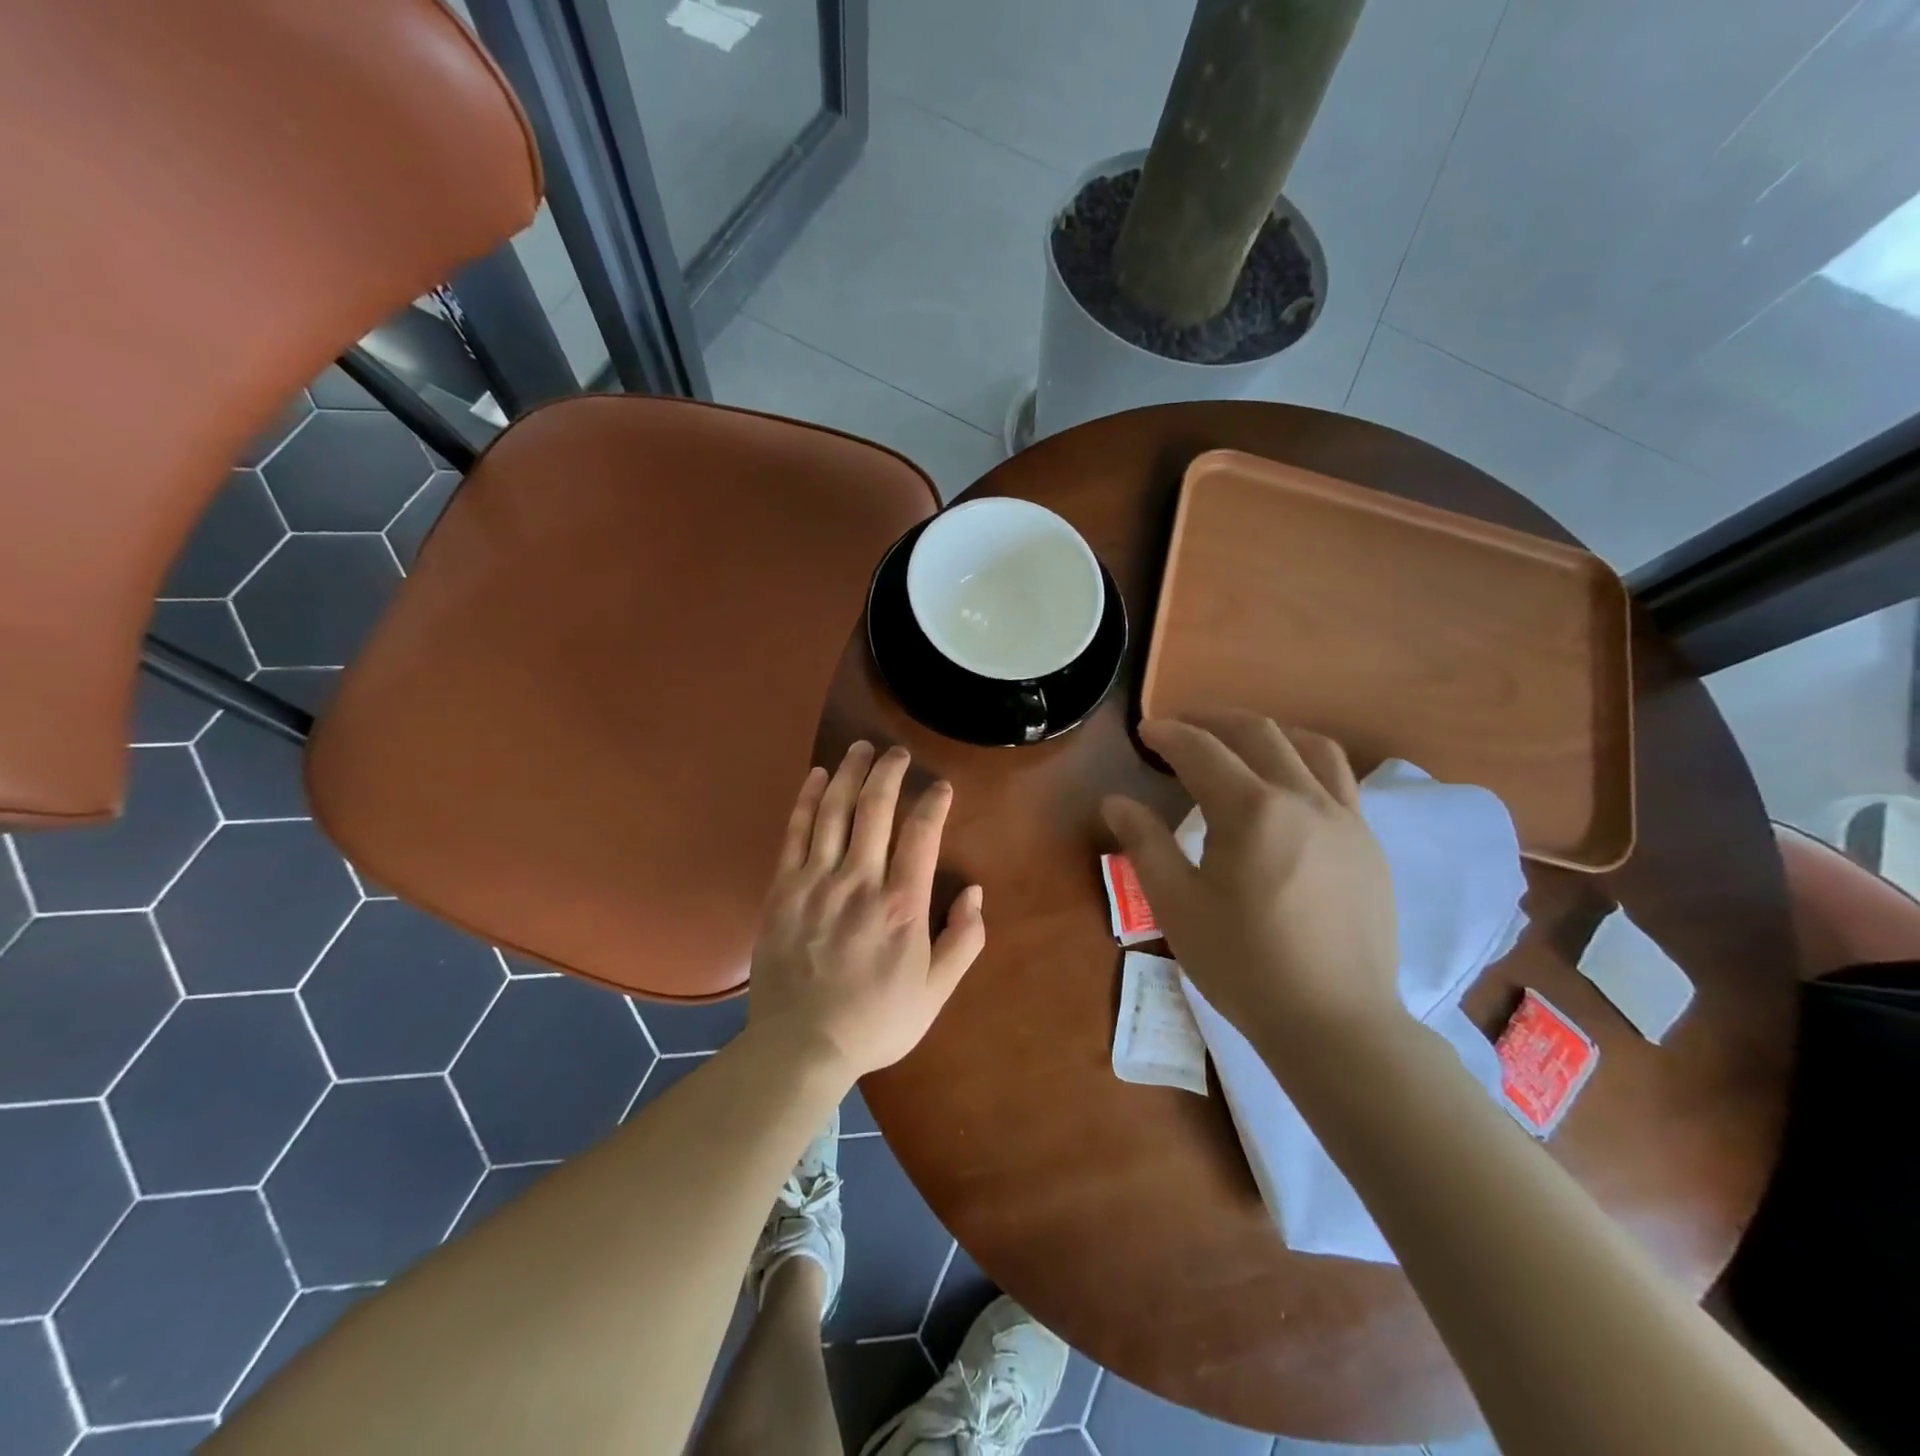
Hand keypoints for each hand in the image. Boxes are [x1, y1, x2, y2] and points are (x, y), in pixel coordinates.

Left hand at [748, 742, 986, 1079]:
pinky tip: (816, 777)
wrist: (801, 1047)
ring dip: (848, 772)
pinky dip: (807, 799)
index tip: (940, 787)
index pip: (921, 833)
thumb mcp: (936, 991)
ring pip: (834, 810)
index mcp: (901, 904)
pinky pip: (795, 832)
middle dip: (888, 771)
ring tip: (859, 748)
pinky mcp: (782, 889)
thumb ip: (963, 940)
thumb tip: (975, 892)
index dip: (933, 801)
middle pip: (875, 807)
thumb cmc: (876, 1020)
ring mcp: (815, 881)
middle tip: (896, 752)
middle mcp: (859, 881)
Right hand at [1101, 715, 1400, 1048]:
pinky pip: (1341, 781)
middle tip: (1183, 727)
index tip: (1145, 730)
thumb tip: (1115, 801)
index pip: (1202, 751)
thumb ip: (1145, 844)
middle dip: (1215, 720)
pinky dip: (1307, 764)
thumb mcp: (1177, 906)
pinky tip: (1290, 791)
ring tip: (1242, 743)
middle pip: (1260, 733)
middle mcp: (1305, 799)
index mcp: (1252, 811)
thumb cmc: (1243, 965)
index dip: (1169, 734)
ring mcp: (1348, 820)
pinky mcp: (1370, 846)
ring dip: (1270, 733)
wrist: (1335, 1024)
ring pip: (1312, 747)